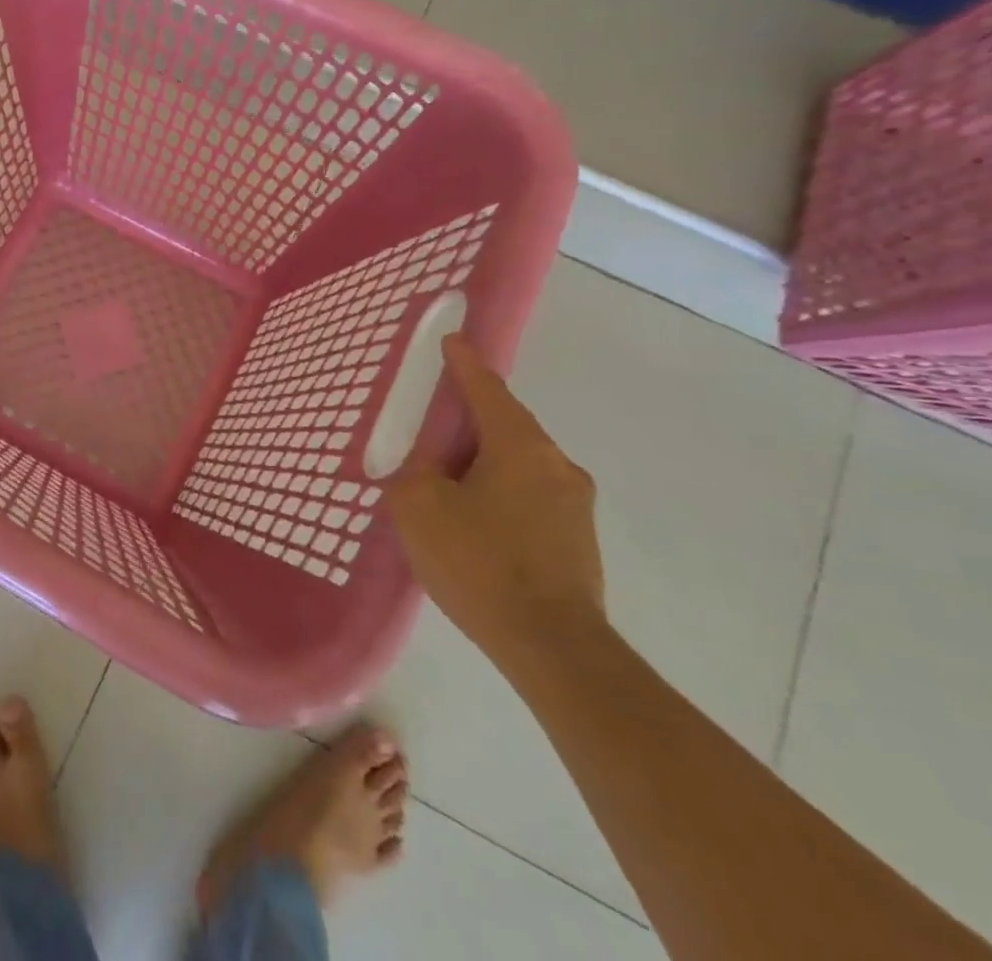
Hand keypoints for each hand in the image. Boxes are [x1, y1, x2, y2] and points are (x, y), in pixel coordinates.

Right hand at [386, 336, 605, 666]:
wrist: (553, 649)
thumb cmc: (479, 562)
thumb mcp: (419, 506)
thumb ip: (413, 472)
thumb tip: (429, 467)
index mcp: (521, 447)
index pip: (487, 390)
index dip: (465, 364)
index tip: (452, 341)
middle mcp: (557, 466)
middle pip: (506, 426)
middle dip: (469, 420)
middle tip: (432, 427)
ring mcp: (575, 507)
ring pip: (519, 465)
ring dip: (483, 462)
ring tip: (446, 481)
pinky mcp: (577, 542)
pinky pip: (529, 497)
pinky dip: (498, 493)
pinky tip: (472, 521)